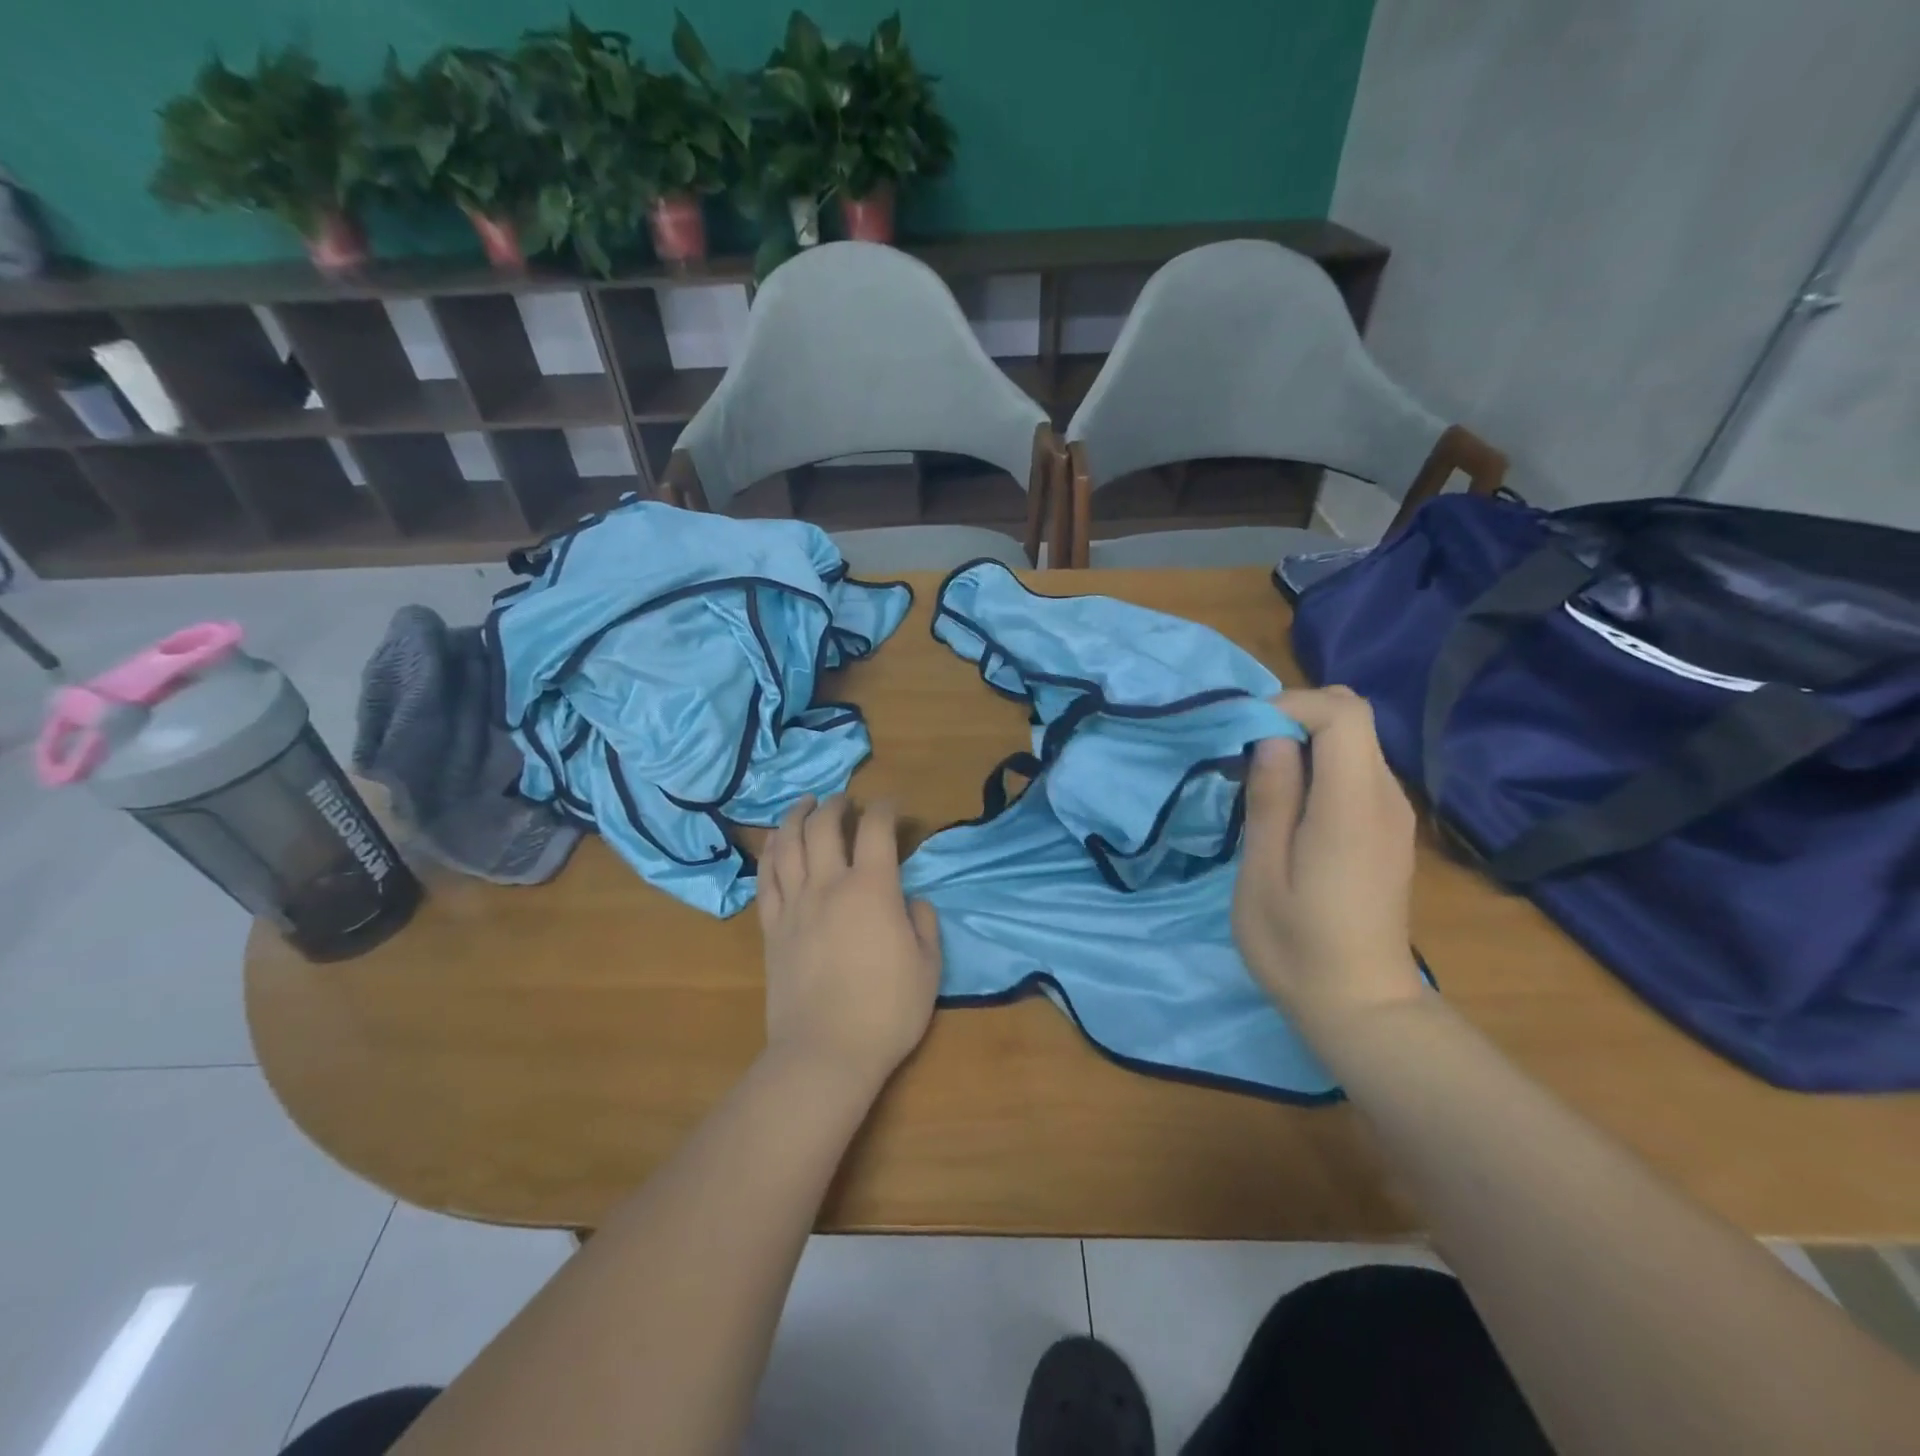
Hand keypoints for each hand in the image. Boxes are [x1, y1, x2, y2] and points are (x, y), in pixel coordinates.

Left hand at [757, 794, 941, 1087]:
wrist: (826, 1052)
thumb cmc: (887, 1011)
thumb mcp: (928, 967)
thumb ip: (924, 923)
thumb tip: (912, 900)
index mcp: (872, 889)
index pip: (876, 829)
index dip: (885, 808)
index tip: (893, 805)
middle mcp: (829, 885)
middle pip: (825, 826)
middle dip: (837, 805)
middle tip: (845, 801)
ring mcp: (794, 905)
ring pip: (788, 844)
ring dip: (796, 816)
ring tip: (805, 804)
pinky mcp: (771, 928)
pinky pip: (765, 879)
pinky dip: (770, 853)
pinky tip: (775, 844)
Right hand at [1232, 687, 1427, 1041]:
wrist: (1362, 1006)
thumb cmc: (1297, 946)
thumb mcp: (1262, 874)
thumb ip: (1270, 799)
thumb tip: (1270, 737)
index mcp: (1353, 806)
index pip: (1342, 713)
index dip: (1291, 705)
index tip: (1245, 734)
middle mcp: (1386, 798)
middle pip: (1354, 717)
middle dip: (1296, 717)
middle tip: (1247, 755)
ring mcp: (1394, 814)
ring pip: (1355, 741)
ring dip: (1305, 742)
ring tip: (1261, 783)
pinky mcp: (1390, 829)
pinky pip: (1358, 770)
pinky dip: (1320, 766)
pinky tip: (1291, 808)